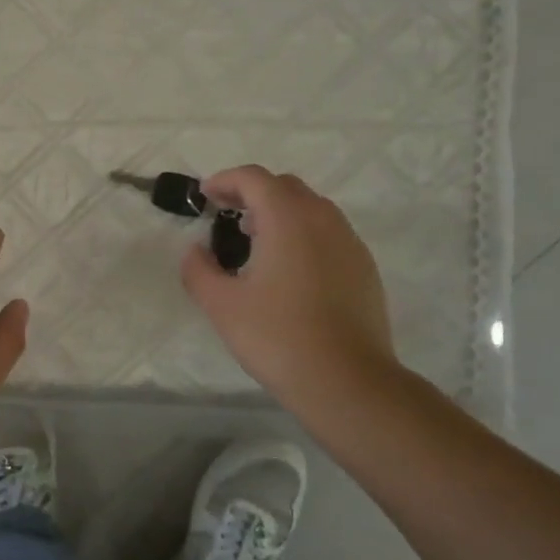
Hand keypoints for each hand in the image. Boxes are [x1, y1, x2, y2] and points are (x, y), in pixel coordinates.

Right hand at [181, 165, 400, 419]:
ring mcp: (349, 243)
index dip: (225, 180)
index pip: (254, 178)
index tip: (204, 196)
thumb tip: (195, 251)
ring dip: (279, 213)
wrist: (346, 380)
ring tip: (253, 242)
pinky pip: (328, 233)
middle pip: (285, 187)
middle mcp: (324, 220)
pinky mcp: (363, 267)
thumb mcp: (221, 305)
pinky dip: (302, 234)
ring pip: (311, 209)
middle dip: (252, 193)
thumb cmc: (277, 336)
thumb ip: (199, 270)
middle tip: (225, 215)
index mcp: (288, 219)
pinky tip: (287, 270)